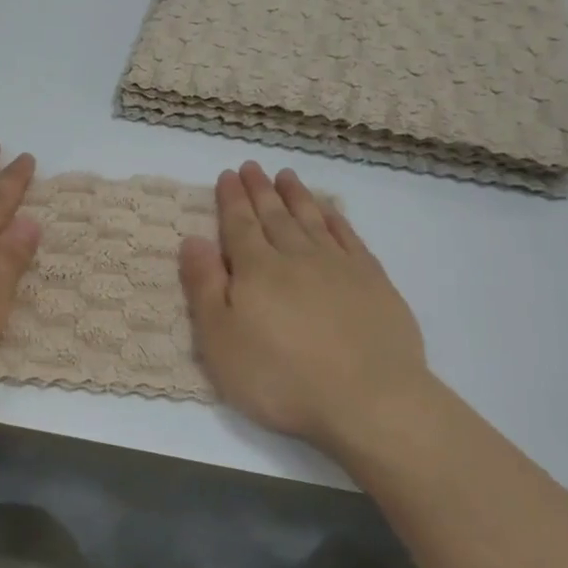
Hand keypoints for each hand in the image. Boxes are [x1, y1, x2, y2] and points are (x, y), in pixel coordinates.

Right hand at [179, 162, 432, 453]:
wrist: (368, 400)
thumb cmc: (280, 377)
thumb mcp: (220, 340)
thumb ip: (204, 286)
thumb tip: (193, 239)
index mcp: (256, 270)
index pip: (239, 225)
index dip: (231, 199)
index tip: (228, 175)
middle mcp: (296, 257)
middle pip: (274, 216)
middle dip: (260, 190)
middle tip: (252, 167)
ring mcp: (339, 266)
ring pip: (312, 220)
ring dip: (296, 196)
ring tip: (286, 176)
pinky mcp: (374, 282)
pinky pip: (349, 237)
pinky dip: (336, 219)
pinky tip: (330, 211)